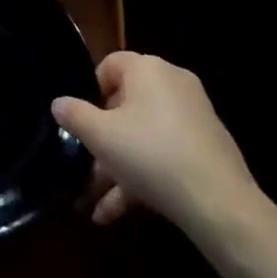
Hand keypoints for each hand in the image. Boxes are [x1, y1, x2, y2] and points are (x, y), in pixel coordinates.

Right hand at [53, 51, 260, 234]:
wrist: (218, 202)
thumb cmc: (150, 154)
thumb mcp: (100, 136)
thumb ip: (74, 115)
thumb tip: (58, 103)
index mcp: (148, 69)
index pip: (110, 64)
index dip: (90, 90)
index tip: (80, 121)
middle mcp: (173, 84)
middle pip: (126, 105)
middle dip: (102, 140)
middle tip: (85, 165)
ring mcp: (193, 116)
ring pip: (143, 136)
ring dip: (117, 167)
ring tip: (95, 204)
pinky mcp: (206, 148)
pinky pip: (164, 154)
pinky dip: (142, 177)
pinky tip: (118, 212)